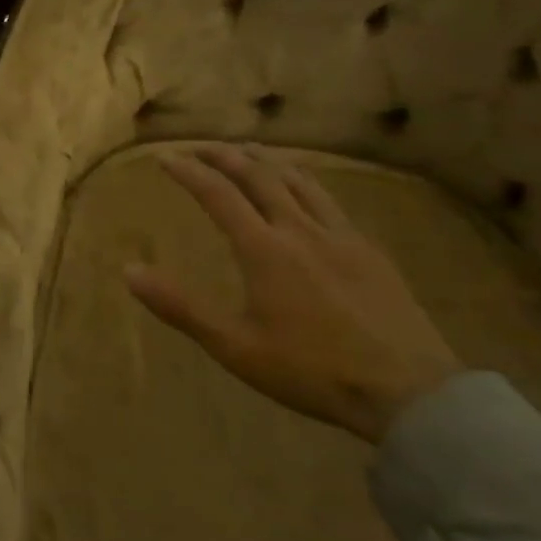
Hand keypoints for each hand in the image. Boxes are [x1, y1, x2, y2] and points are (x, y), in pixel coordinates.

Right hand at [124, 144, 463, 443]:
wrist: (410, 392)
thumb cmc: (311, 370)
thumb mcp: (235, 346)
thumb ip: (180, 306)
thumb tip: (129, 271)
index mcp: (265, 250)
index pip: (218, 195)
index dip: (189, 172)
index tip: (165, 158)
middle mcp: (301, 230)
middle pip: (259, 176)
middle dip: (224, 156)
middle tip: (200, 147)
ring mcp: (341, 237)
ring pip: (299, 181)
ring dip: (266, 161)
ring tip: (248, 152)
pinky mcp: (370, 252)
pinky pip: (330, 201)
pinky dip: (304, 182)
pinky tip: (305, 191)